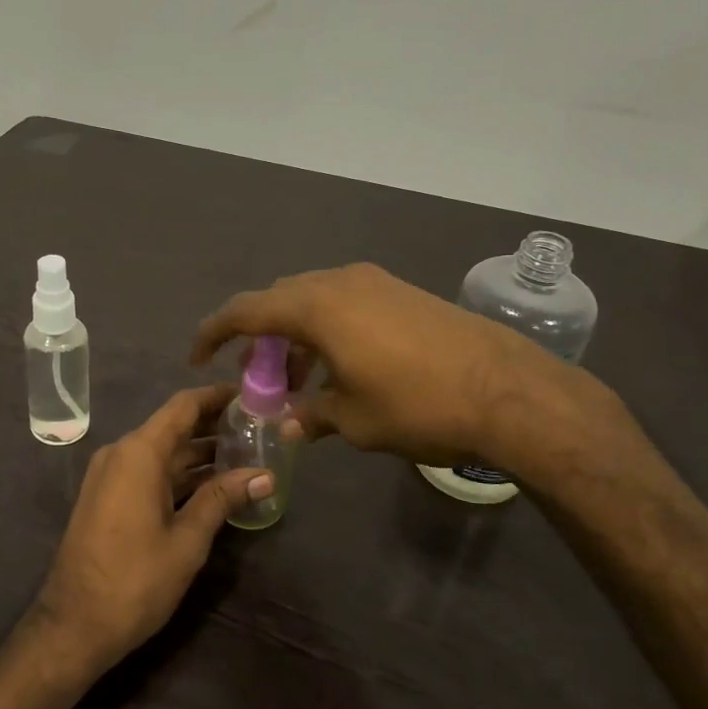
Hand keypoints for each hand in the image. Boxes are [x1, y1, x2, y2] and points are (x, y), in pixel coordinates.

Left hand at [30, 385, 272, 671]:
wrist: (74, 625)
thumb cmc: (135, 580)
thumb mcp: (187, 540)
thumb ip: (223, 499)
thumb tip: (265, 475)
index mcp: (139, 453)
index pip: (183, 406)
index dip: (217, 396)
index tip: (250, 394)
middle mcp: (122, 453)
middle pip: (174, 427)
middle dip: (214, 426)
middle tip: (258, 428)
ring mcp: (111, 476)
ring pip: (163, 452)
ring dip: (200, 453)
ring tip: (246, 455)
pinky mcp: (108, 498)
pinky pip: (149, 472)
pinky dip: (180, 474)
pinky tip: (213, 484)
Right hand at [192, 263, 642, 492]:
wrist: (510, 391)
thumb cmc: (418, 406)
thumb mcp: (354, 420)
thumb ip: (312, 416)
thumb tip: (290, 425)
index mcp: (316, 307)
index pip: (245, 311)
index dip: (213, 332)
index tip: (197, 356)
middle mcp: (340, 282)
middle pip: (279, 300)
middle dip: (259, 336)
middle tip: (256, 376)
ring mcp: (375, 283)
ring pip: (314, 300)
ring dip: (296, 334)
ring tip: (299, 380)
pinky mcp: (402, 292)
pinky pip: (345, 302)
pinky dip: (327, 329)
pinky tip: (341, 365)